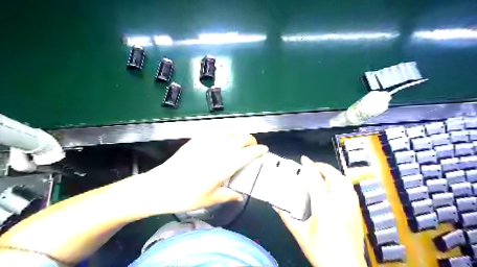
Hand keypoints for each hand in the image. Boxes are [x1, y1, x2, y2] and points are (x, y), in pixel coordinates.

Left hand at [129, 134, 265, 214]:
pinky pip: (216, 131)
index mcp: (224, 165)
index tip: (264, 150)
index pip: (248, 153)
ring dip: (239, 135)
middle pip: (242, 136)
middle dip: (251, 140)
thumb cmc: (186, 196)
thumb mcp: (210, 199)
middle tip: (252, 147)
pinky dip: (225, 133)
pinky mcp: (196, 140)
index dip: (259, 150)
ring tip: (240, 143)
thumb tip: (240, 194)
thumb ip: (228, 195)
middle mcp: (218, 149)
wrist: (159, 187)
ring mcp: (206, 142)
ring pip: (230, 130)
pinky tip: (222, 141)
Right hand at [277, 157, 365, 266]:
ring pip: (345, 181)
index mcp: (324, 207)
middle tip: (313, 166)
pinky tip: (336, 187)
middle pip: (335, 176)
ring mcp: (351, 207)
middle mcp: (340, 203)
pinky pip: (350, 190)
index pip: (316, 180)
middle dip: (324, 167)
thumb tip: (276, 205)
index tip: (304, 159)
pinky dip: (342, 182)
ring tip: (323, 173)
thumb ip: (287, 217)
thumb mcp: (300, 235)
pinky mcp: (356, 213)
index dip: (309, 166)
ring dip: (334, 173)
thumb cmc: (322, 252)